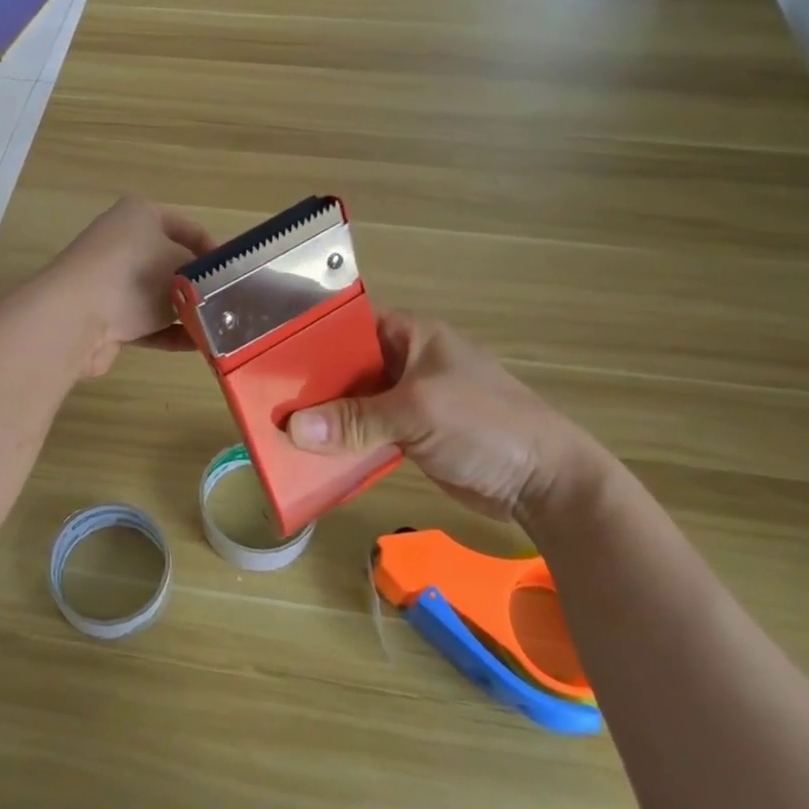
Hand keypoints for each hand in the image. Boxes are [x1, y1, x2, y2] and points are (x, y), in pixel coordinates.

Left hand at [43, 196, 213, 377]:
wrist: (75, 317)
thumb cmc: (135, 276)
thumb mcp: (182, 265)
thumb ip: (203, 273)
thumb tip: (213, 286)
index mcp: (139, 214)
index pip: (188, 228)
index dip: (215, 250)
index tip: (238, 275)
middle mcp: (122, 242)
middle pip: (171, 262)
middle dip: (199, 285)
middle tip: (230, 304)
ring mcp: (111, 280)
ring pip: (158, 295)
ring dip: (185, 312)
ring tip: (218, 329)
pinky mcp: (105, 314)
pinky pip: (145, 322)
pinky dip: (169, 332)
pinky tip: (198, 346)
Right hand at [286, 311, 605, 523]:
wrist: (543, 481)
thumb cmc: (486, 425)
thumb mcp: (417, 412)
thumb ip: (354, 419)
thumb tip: (293, 430)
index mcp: (411, 334)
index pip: (348, 326)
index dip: (310, 341)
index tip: (268, 359)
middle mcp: (405, 361)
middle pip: (345, 368)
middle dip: (311, 387)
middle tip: (265, 403)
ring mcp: (408, 399)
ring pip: (353, 404)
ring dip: (324, 420)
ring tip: (278, 432)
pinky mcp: (410, 434)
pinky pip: (365, 433)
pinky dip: (343, 444)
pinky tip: (311, 457)